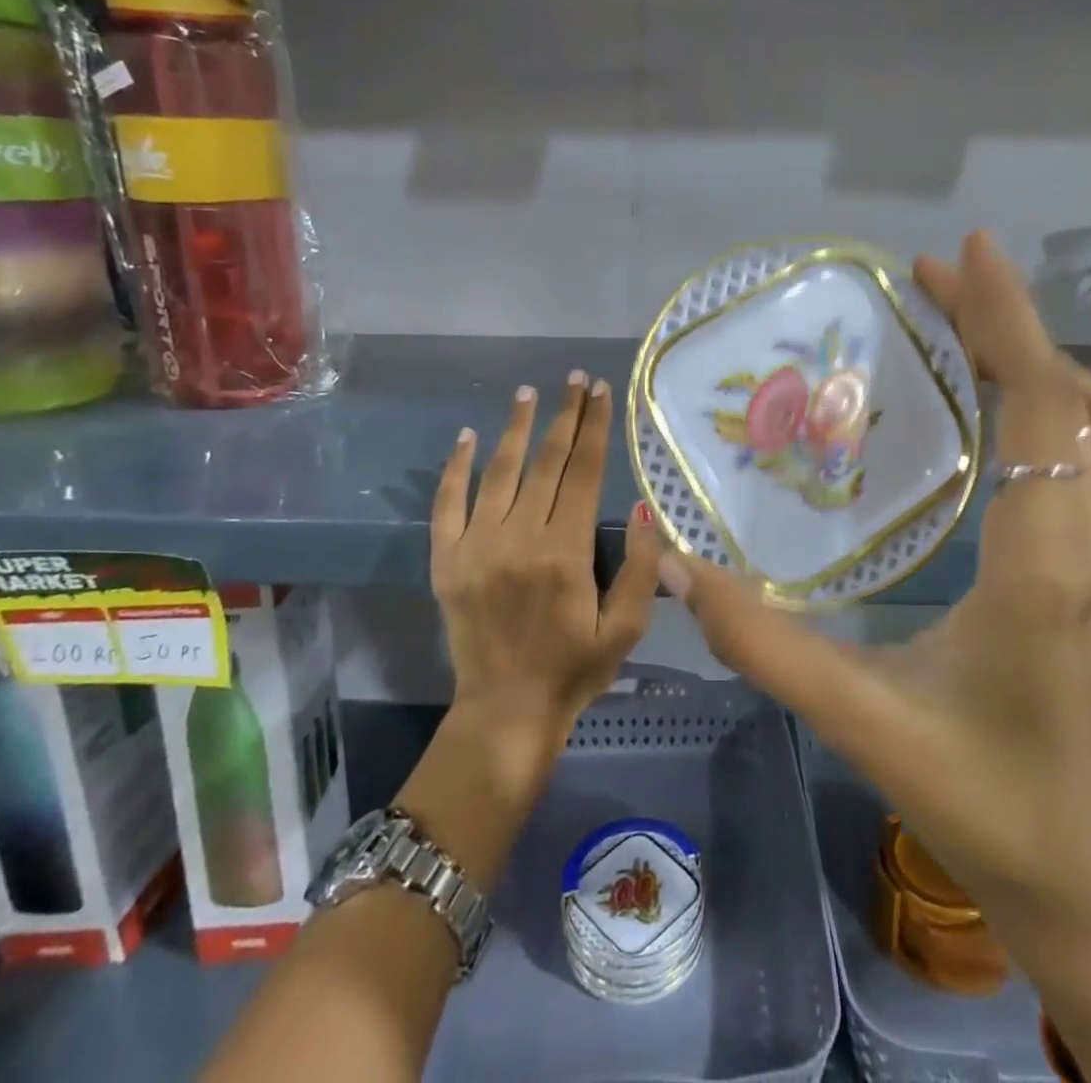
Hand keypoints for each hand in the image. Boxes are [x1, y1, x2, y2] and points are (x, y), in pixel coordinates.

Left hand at [431, 372, 659, 796]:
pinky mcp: (447, 560)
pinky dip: (456, 467)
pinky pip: (447, 503)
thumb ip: (642, 568)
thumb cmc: (575, 669)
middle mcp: (519, 538)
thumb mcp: (626, 628)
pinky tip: (468, 436)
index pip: (585, 472)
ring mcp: (477, 546)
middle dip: (565, 415)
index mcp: (565, 551)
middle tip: (575, 379)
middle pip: (546, 462)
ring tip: (528, 393)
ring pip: (499, 472)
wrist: (505, 711)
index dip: (595, 426)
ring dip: (515, 428)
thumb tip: (642, 509)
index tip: (601, 391)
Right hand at [661, 233, 1090, 921]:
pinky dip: (1050, 403)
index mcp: (1047, 558)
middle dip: (1007, 322)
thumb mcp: (861, 718)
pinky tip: (992, 409)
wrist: (1076, 874)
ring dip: (1036, 360)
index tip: (962, 252)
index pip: (1039, 402)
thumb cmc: (979, 797)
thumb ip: (765, 643)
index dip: (1004, 318)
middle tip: (932, 281)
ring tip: (961, 329)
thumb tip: (680, 570)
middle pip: (1072, 393)